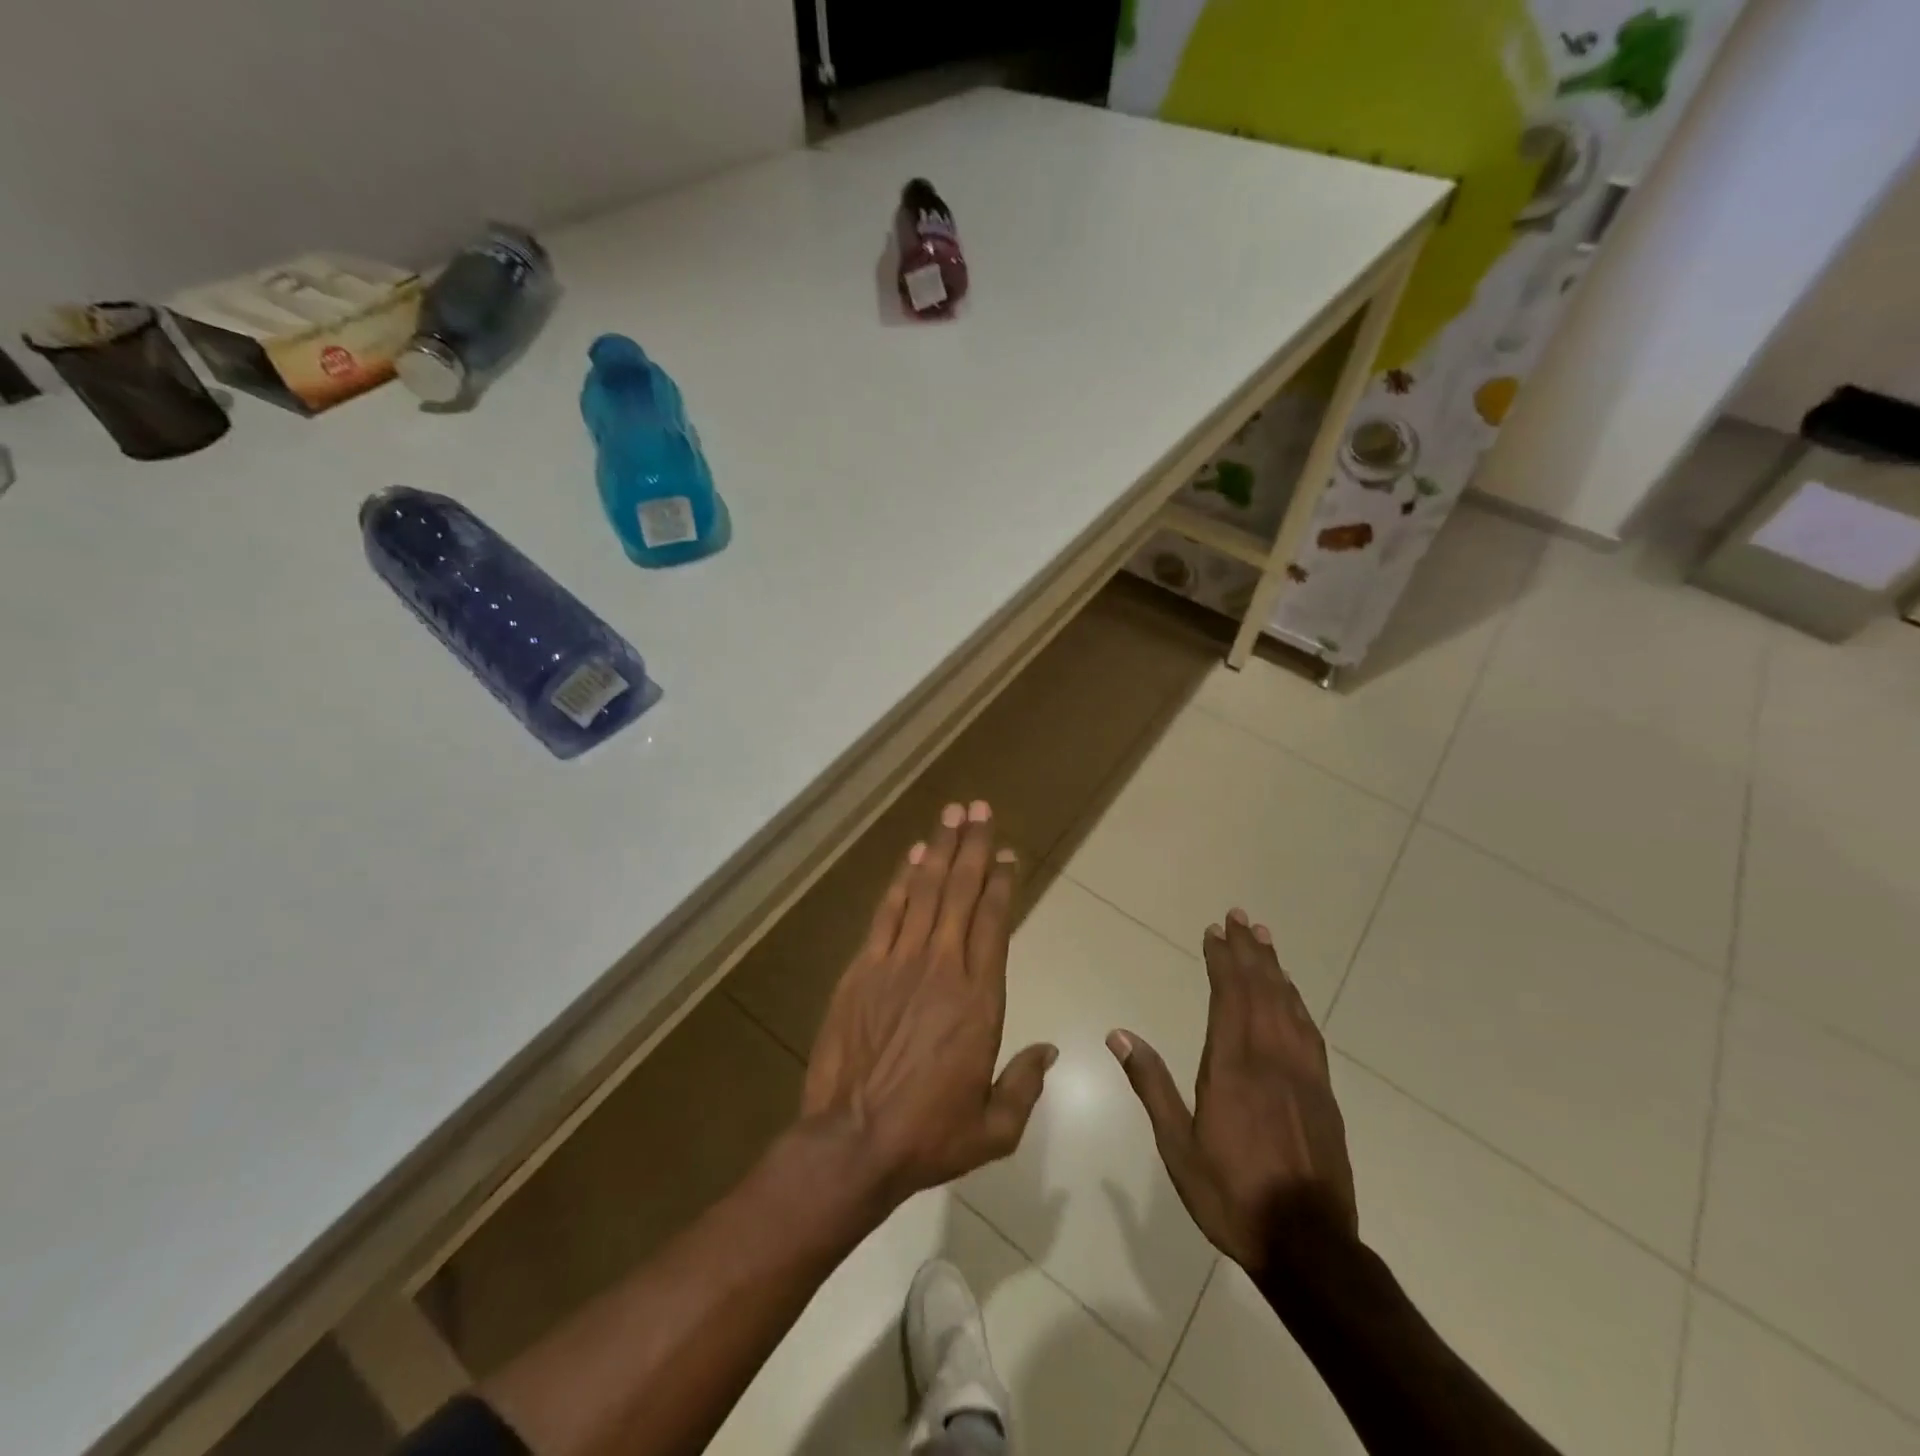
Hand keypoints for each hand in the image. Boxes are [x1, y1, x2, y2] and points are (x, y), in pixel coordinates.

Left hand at [801, 801, 1056, 1206]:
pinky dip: (901, 881)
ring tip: (951, 814)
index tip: (1008, 853)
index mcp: (979, 998)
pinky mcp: (863, 969)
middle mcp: (942, 966)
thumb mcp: (994, 1127)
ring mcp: (898, 962)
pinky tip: (912, 857)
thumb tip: (1049, 1050)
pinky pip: (887, 913)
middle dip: (973, 846)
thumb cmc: (929, 1136)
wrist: (853, 1142)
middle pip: (962, 891)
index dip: (1002, 883)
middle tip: (980, 808)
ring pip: (925, 891)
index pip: (995, 922)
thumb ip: (1025, 1084)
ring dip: (939, 849)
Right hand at [1108, 909, 1356, 1271]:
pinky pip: (1309, 1031)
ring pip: (1289, 1005)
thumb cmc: (1232, 1194)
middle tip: (1240, 917)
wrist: (1309, 1245)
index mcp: (1233, 1066)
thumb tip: (1119, 1034)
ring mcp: (1303, 1073)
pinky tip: (1292, 995)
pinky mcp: (1323, 1092)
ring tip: (1265, 939)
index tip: (1214, 931)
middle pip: (1261, 989)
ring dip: (1275, 968)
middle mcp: (1271, 1057)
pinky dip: (1297, 1002)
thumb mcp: (1178, 1147)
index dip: (1222, 960)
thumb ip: (1152, 1085)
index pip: (1229, 996)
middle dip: (1249, 950)